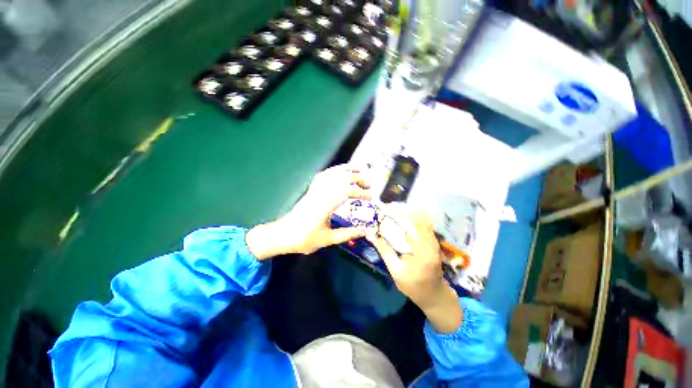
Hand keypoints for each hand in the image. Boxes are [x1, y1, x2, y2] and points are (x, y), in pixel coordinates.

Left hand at [246, 164, 371, 258]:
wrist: (283, 235)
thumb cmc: (304, 238)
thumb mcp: (328, 239)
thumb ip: (347, 234)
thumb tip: (365, 232)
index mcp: (325, 205)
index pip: (347, 191)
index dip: (361, 192)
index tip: (371, 198)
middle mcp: (320, 193)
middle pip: (341, 178)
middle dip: (358, 179)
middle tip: (368, 185)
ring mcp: (315, 190)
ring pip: (332, 173)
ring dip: (347, 170)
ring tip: (358, 170)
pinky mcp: (311, 190)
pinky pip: (323, 175)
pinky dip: (334, 170)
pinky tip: (340, 172)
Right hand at [366, 204, 462, 332]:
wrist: (434, 294)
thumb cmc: (413, 286)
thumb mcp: (396, 271)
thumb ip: (384, 251)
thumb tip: (370, 234)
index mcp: (422, 251)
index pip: (409, 225)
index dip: (396, 214)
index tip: (383, 210)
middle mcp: (431, 242)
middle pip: (417, 218)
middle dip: (401, 210)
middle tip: (386, 207)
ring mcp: (434, 240)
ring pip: (421, 218)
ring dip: (407, 212)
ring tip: (392, 210)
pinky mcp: (433, 240)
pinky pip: (423, 223)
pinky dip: (413, 217)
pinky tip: (403, 217)